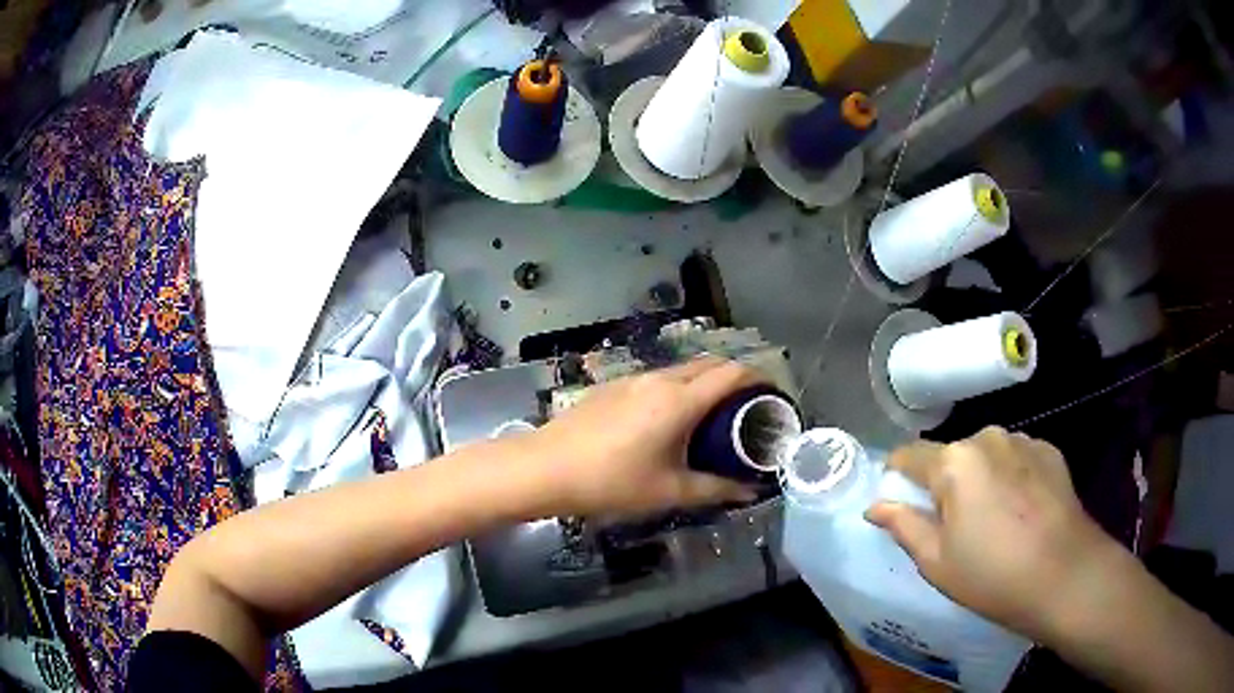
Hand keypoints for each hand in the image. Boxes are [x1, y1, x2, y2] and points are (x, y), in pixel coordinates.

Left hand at [529, 357, 762, 517]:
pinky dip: (677, 390)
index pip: (732, 372)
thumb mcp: (669, 491)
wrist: (545, 468)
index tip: (772, 395)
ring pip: (681, 371)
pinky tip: (668, 421)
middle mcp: (659, 379)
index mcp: (680, 400)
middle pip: (709, 365)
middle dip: (734, 379)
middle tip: (746, 410)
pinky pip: (656, 379)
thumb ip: (715, 489)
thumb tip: (749, 492)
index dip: (758, 378)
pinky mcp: (611, 386)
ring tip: (711, 417)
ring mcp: (632, 379)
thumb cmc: (611, 482)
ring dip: (703, 384)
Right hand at [865, 426, 1118, 642]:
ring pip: (985, 455)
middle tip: (953, 526)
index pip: (908, 455)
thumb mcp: (936, 561)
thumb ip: (903, 525)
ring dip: (980, 479)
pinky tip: (1021, 511)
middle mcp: (987, 437)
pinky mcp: (1049, 450)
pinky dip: (1010, 477)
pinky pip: (1016, 458)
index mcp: (954, 462)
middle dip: (945, 483)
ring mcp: (1022, 440)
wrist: (1065, 574)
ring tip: (993, 520)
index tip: (899, 503)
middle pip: (951, 455)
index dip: (897, 477)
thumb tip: (876, 505)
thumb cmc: (992, 576)